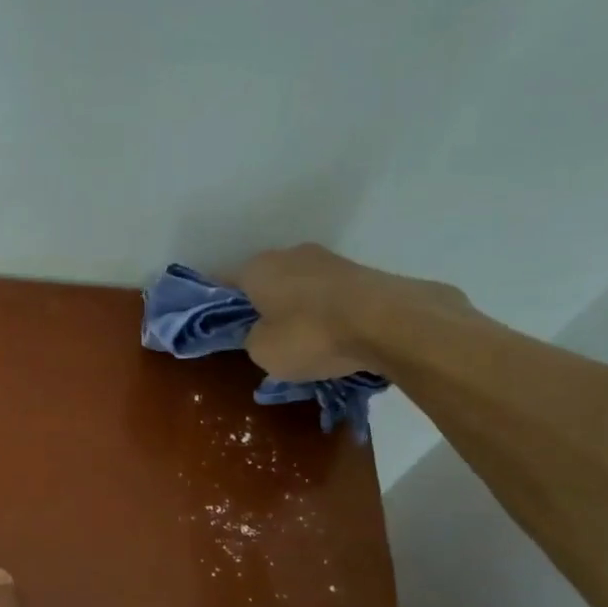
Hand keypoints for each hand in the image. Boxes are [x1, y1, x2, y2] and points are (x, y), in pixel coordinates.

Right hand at [235, 242, 468, 380]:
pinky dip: (326, 314)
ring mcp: (329, 260)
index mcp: (257, 268)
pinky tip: (332, 338)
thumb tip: (262, 332)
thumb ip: (252, 338)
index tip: (220, 328)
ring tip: (303, 343)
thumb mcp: (262, 351)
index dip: (219, 307)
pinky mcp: (361, 273)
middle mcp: (289, 254)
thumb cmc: (310, 335)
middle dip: (262, 307)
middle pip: (266, 282)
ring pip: (300, 288)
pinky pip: (330, 297)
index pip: (224, 283)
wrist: (388, 322)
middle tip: (263, 339)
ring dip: (297, 310)